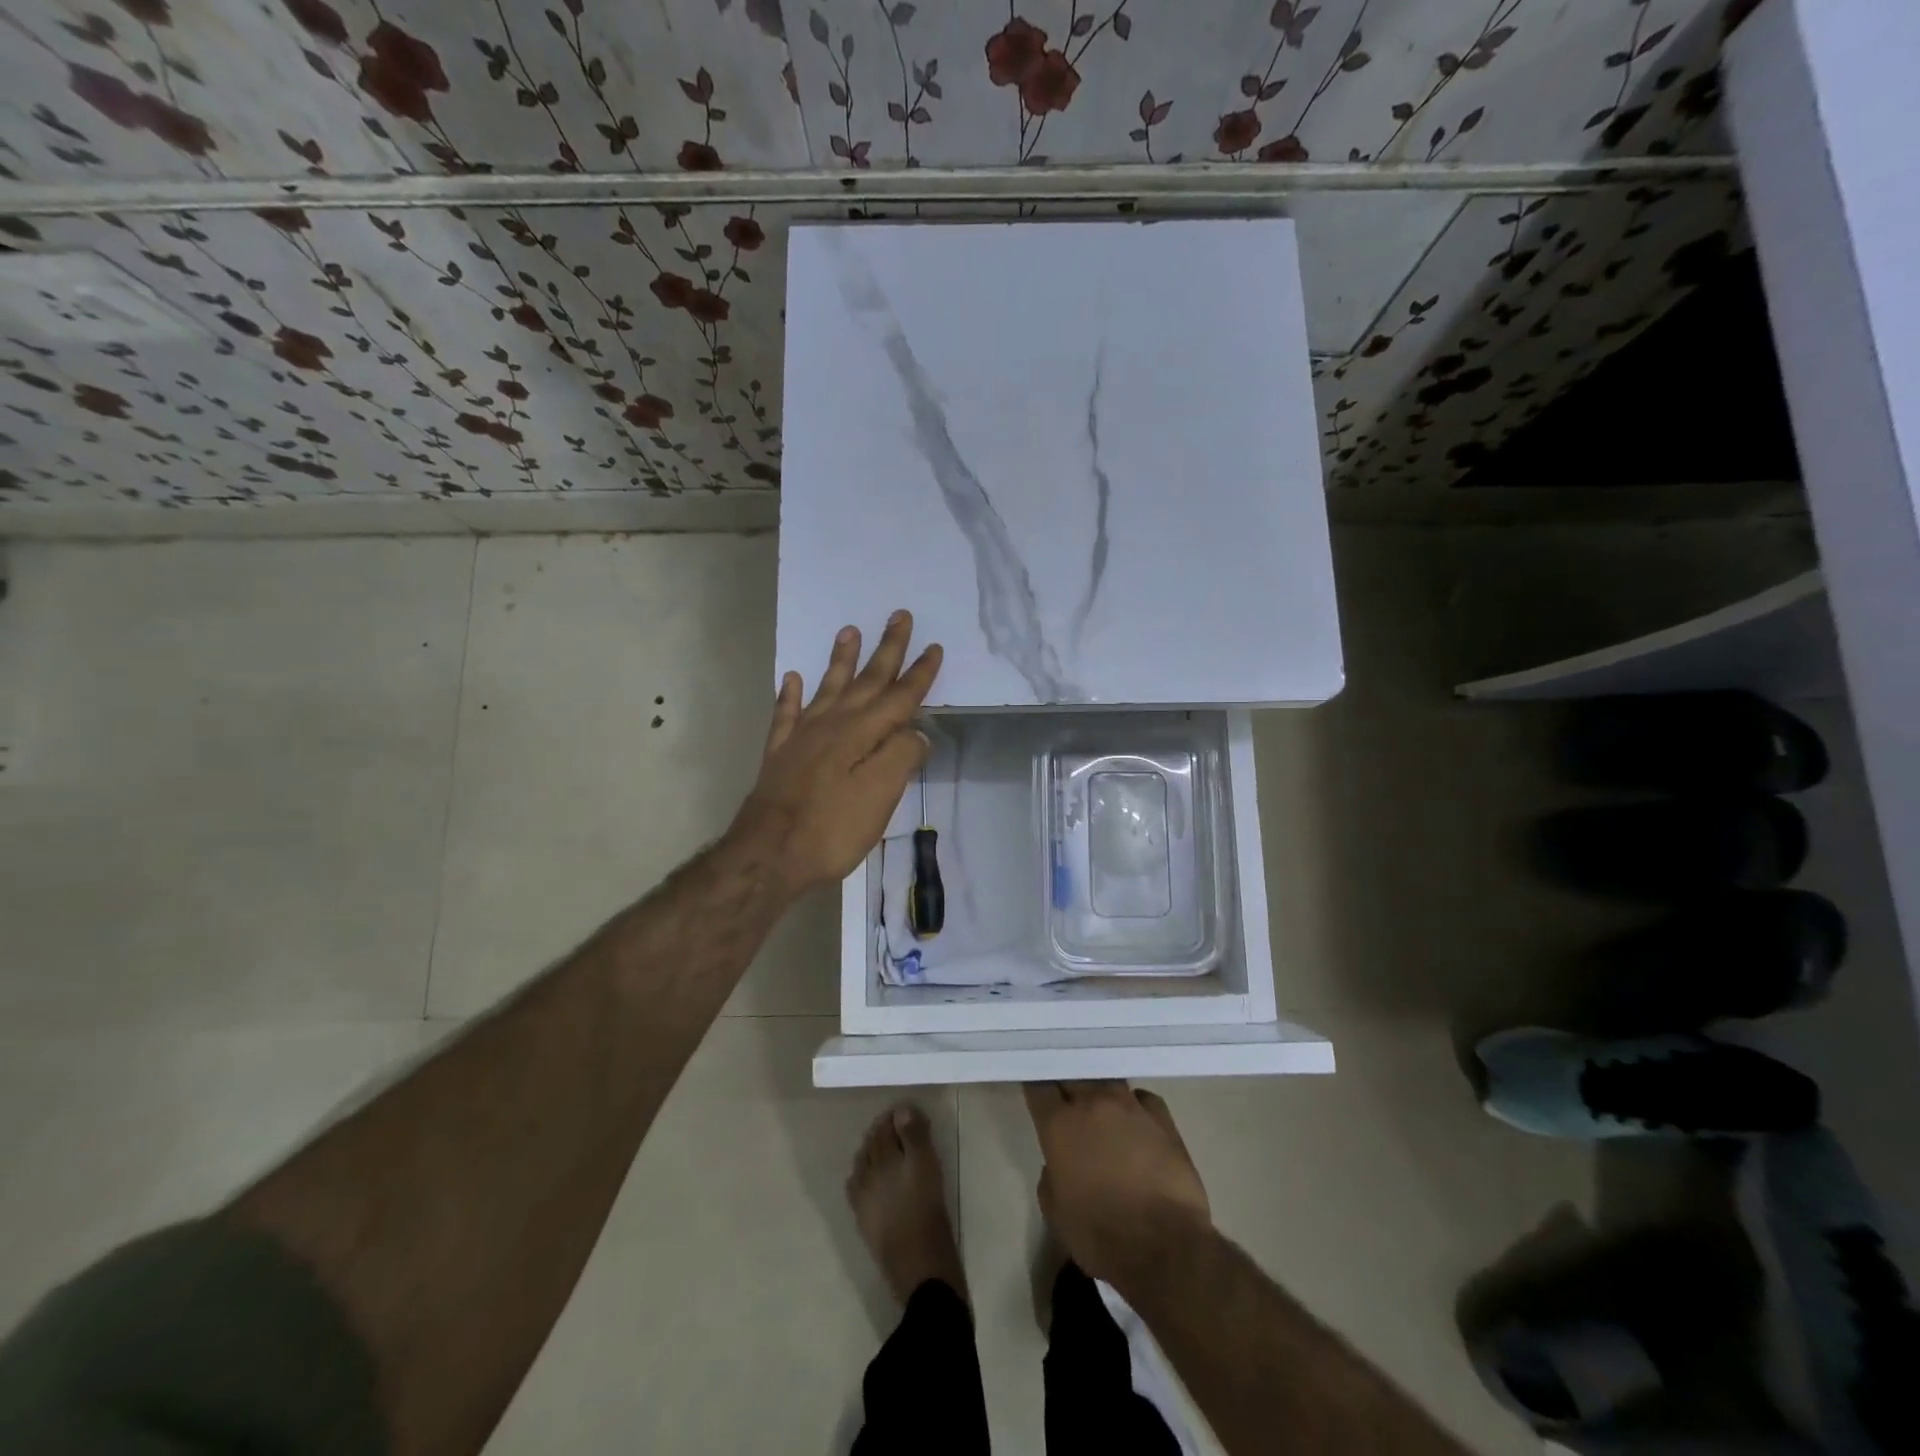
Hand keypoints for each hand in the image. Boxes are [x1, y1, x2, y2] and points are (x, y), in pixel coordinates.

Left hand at [732, 611, 941, 898]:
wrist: (768, 854)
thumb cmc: (832, 828)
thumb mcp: (880, 796)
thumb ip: (901, 757)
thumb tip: (916, 733)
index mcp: (862, 733)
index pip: (899, 697)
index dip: (919, 674)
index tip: (934, 647)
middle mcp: (833, 724)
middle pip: (866, 681)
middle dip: (886, 650)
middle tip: (898, 616)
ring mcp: (802, 736)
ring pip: (827, 687)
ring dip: (841, 660)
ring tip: (849, 631)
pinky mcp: (780, 753)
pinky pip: (787, 713)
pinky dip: (790, 694)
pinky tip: (792, 678)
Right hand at [1024, 1080, 1211, 1292]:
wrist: (1165, 1248)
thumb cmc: (1101, 1236)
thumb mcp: (1056, 1214)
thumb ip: (1050, 1179)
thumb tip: (1057, 1165)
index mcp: (1060, 1125)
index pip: (1039, 1087)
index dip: (1036, 1087)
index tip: (1037, 1092)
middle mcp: (1092, 1104)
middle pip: (1073, 1076)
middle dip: (1066, 1084)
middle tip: (1066, 1099)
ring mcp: (1130, 1106)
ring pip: (1107, 1081)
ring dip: (1100, 1092)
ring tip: (1101, 1107)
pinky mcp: (1162, 1118)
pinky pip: (1142, 1098)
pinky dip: (1135, 1105)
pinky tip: (1136, 1121)